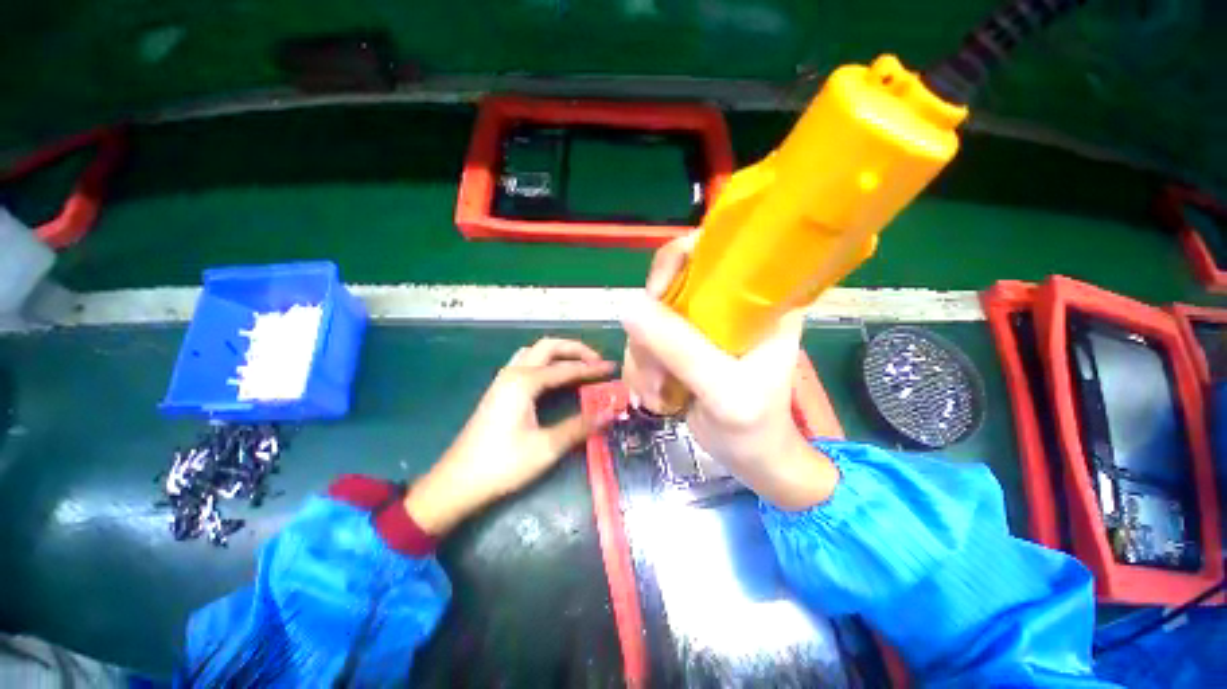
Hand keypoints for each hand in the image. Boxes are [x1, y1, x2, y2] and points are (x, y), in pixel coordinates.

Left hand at [405, 338, 615, 535]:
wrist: (457, 482)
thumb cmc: (502, 464)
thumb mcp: (546, 447)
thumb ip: (579, 427)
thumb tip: (609, 414)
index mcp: (524, 382)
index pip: (566, 369)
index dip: (592, 369)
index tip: (612, 369)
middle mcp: (513, 373)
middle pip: (548, 347)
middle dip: (575, 349)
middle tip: (597, 361)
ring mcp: (503, 380)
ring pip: (534, 352)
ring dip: (558, 353)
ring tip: (578, 364)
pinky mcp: (499, 390)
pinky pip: (526, 363)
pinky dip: (545, 362)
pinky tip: (553, 377)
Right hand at [622, 233, 837, 509]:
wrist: (750, 459)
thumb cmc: (754, 427)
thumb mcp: (724, 390)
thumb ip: (681, 349)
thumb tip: (629, 306)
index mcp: (758, 299)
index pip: (714, 251)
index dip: (676, 262)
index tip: (655, 297)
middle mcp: (728, 304)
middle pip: (668, 286)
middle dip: (651, 330)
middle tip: (654, 369)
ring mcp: (701, 325)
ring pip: (649, 318)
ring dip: (643, 356)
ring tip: (656, 392)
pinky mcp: (682, 344)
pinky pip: (644, 341)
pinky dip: (640, 367)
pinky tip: (653, 393)